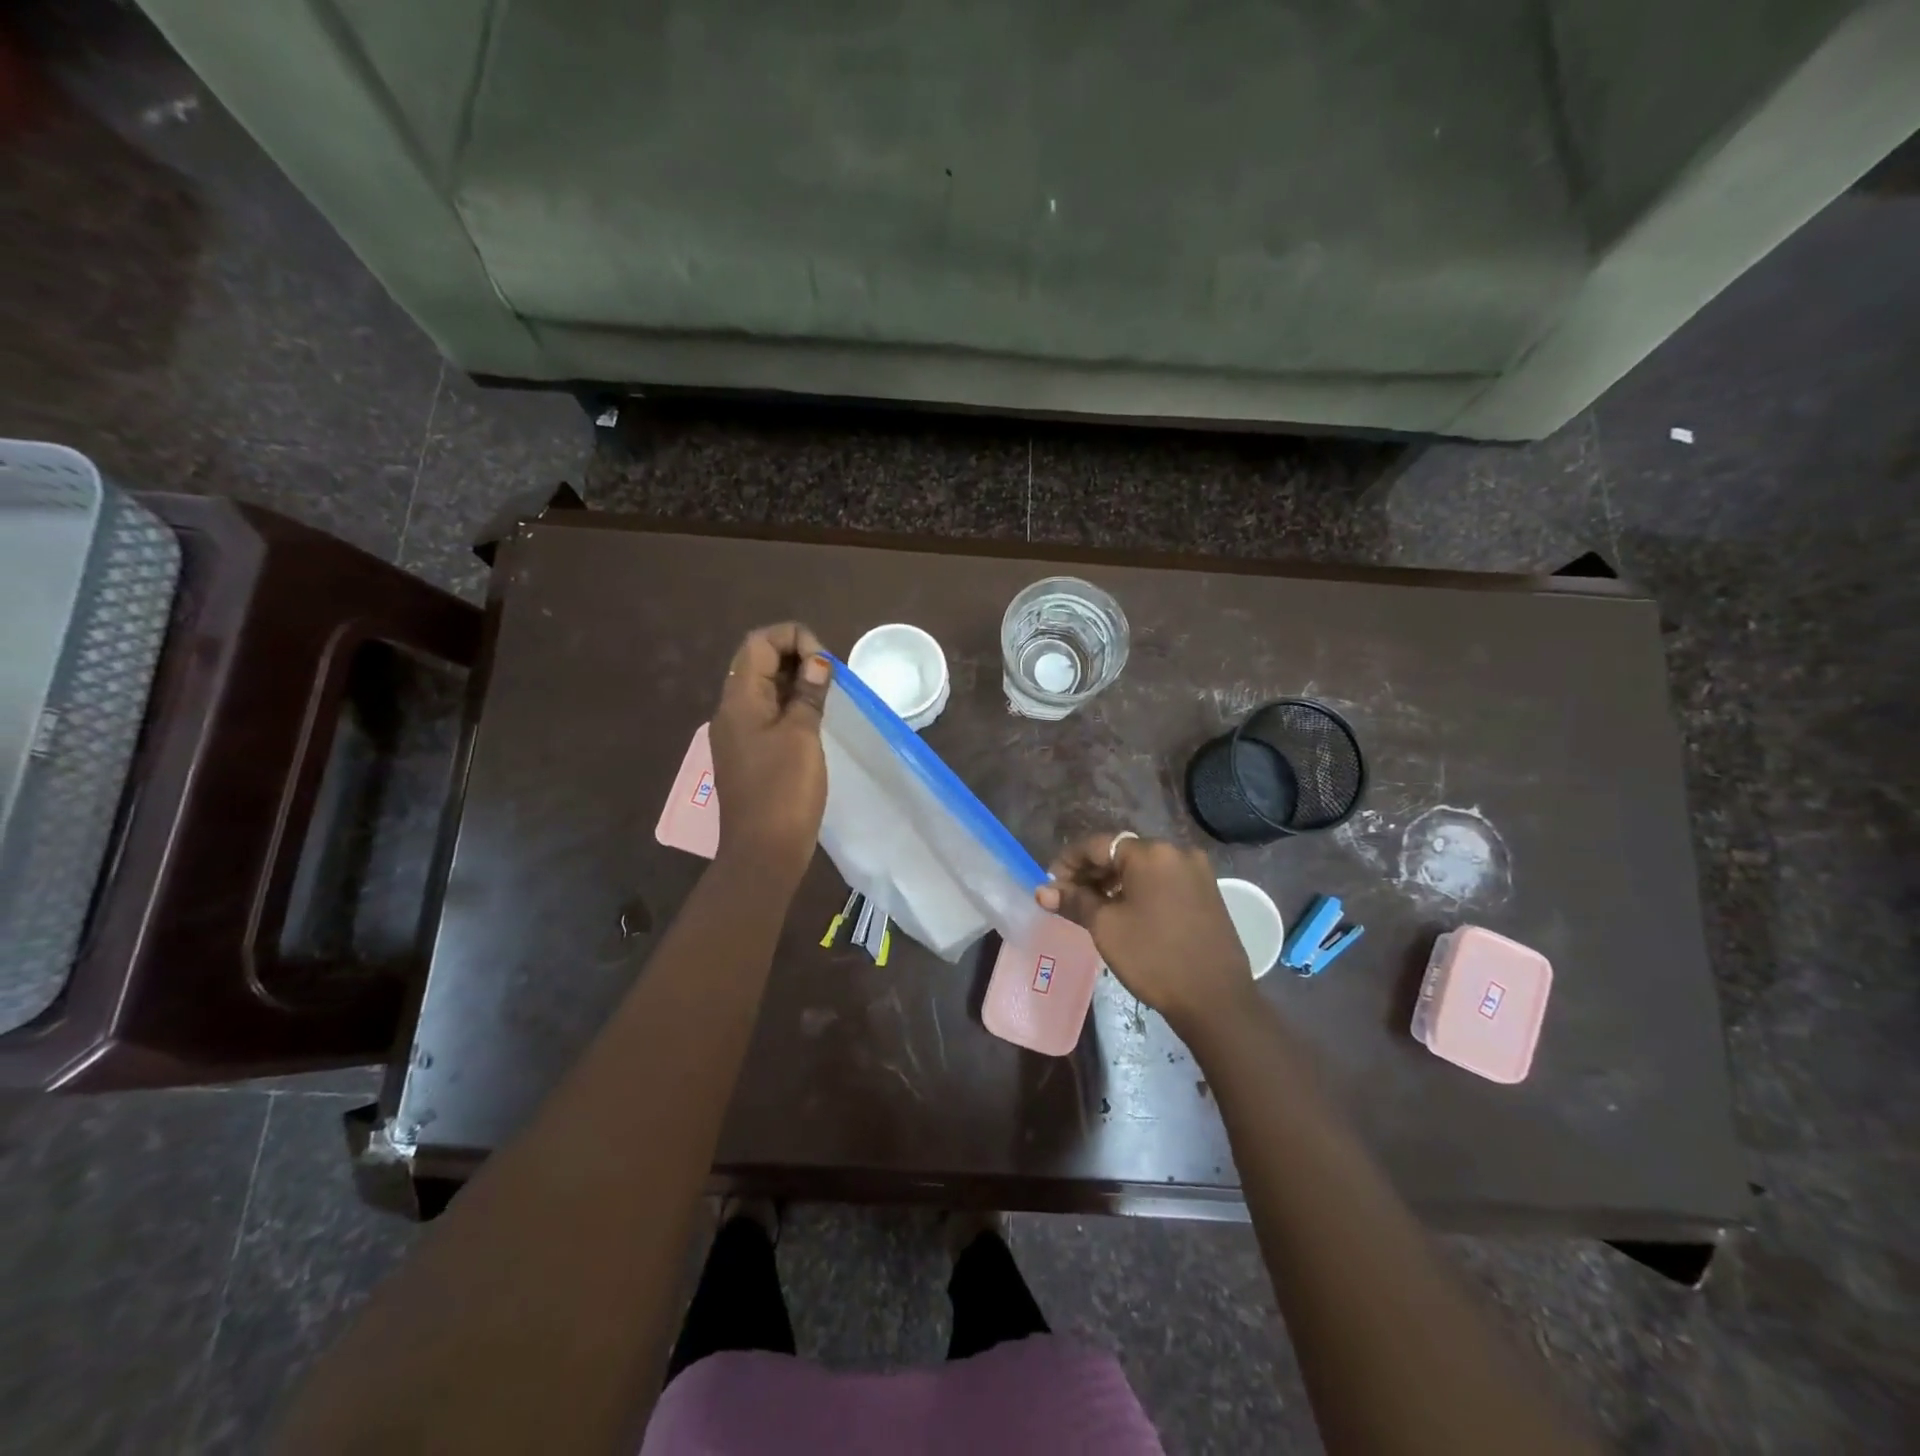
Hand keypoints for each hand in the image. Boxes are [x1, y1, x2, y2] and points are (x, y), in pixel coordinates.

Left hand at [709, 623, 830, 884]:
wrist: (764, 851)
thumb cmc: (784, 790)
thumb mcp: (802, 735)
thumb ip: (808, 694)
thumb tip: (817, 662)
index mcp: (738, 700)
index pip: (758, 643)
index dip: (793, 639)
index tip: (825, 663)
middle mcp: (731, 710)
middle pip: (758, 662)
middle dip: (795, 658)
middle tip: (830, 678)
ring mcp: (737, 734)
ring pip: (764, 689)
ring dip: (795, 682)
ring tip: (828, 696)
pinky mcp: (748, 754)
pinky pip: (766, 714)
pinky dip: (790, 706)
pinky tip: (814, 720)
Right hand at [1035, 834, 1255, 1033]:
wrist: (1216, 999)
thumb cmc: (1154, 958)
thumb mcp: (1106, 927)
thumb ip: (1074, 901)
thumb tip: (1042, 891)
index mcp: (1150, 852)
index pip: (1097, 845)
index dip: (1068, 863)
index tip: (1050, 885)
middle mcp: (1176, 851)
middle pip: (1121, 852)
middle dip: (1091, 872)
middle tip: (1067, 898)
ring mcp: (1196, 871)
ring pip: (1143, 867)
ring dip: (1114, 881)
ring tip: (1092, 907)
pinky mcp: (1207, 891)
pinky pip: (1163, 880)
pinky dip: (1139, 889)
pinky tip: (1124, 911)